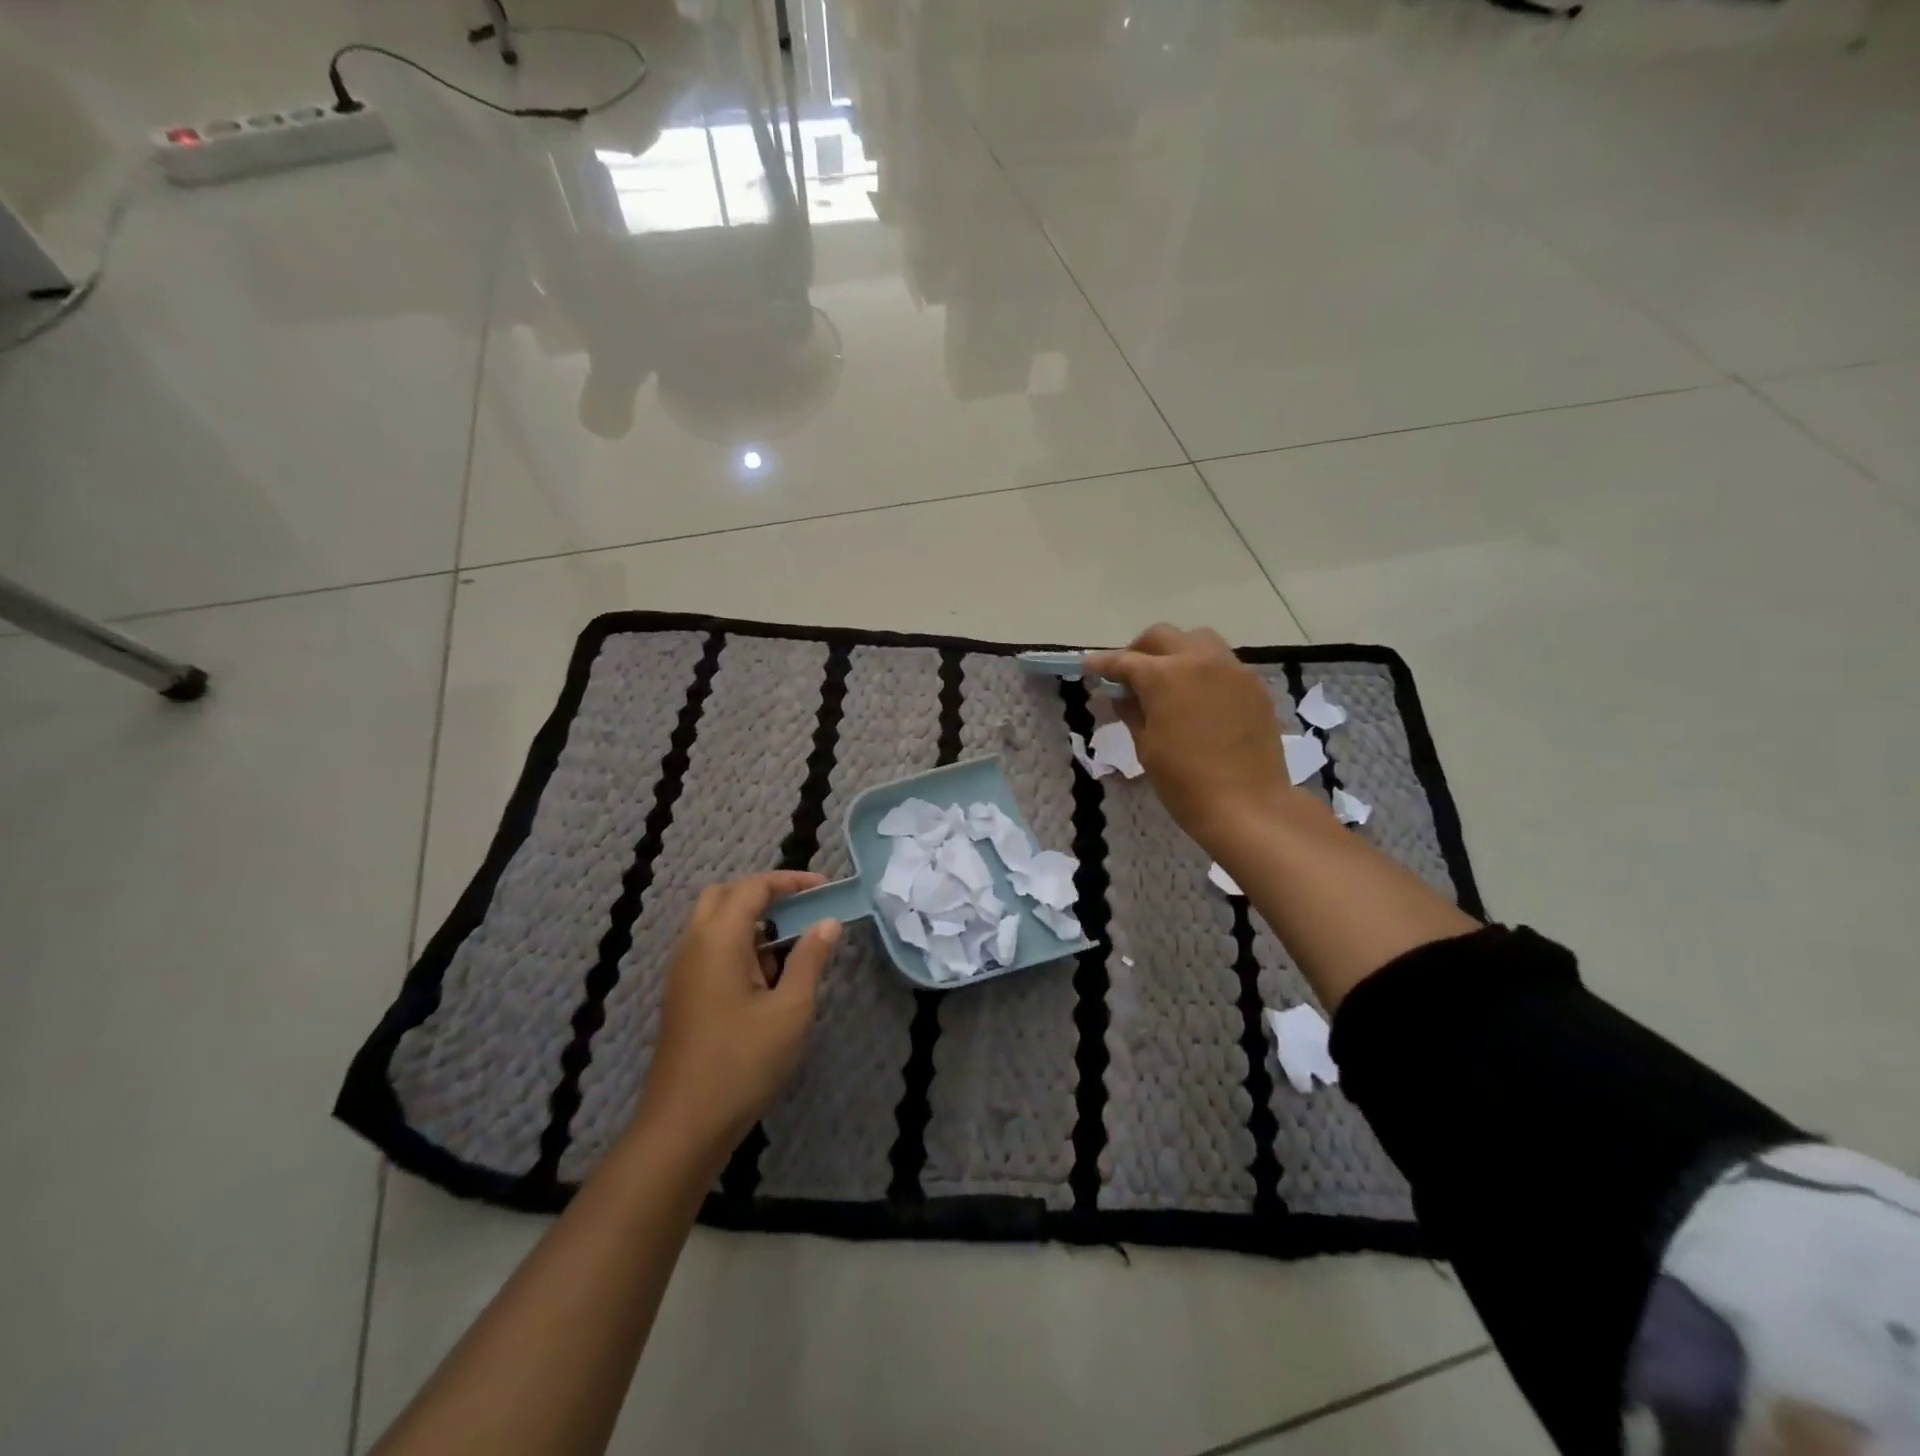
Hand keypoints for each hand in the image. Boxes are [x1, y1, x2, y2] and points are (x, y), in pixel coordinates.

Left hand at [636, 871, 840, 1157]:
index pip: (752, 888)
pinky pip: (710, 951)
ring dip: (752, 922)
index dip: (790, 880)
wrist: (684, 1126)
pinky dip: (740, 946)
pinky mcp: (683, 996)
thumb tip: (827, 923)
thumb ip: (810, 959)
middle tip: (802, 908)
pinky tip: (767, 980)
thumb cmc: (742, 1062)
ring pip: (715, 924)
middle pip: (725, 896)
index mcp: (717, 940)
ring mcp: (683, 972)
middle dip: (765, 894)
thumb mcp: (791, 1010)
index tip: (824, 887)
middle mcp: (693, 946)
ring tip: (792, 946)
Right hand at [1086, 624, 1315, 851]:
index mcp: (1165, 676)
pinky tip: (1199, 698)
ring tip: (1168, 680)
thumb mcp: (1146, 747)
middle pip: (1163, 636)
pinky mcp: (1254, 686)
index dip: (1103, 664)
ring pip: (1198, 641)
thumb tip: (1122, 694)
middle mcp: (1199, 660)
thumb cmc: (1185, 782)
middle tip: (1129, 673)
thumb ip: (1132, 711)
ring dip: (1176, 652)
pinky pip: (1223, 664)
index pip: (1125, 661)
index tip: (1088, 667)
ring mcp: (1232, 670)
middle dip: (1140, 649)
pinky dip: (1204, 671)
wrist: (1247, 805)